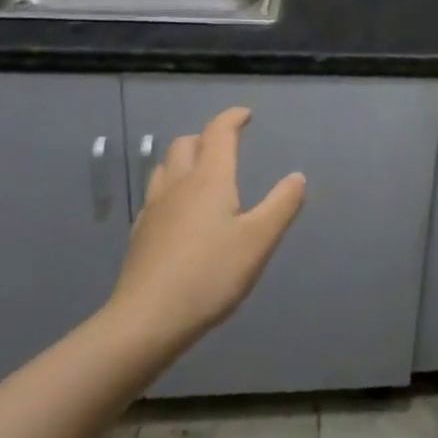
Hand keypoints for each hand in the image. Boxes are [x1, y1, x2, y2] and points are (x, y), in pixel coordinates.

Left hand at [99, 107, 305, 377]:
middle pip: (186, 144)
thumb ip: (281, 205)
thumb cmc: (209, 275)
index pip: (218, 132)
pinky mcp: (140, 234)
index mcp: (209, 179)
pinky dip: (172, 187)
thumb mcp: (258, 241)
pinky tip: (180, 211)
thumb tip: (297, 177)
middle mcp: (178, 184)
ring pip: (166, 167)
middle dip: (207, 137)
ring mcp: (154, 209)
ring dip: (185, 158)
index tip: (246, 115)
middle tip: (226, 145)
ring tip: (202, 172)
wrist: (145, 321)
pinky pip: (157, 194)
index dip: (232, 118)